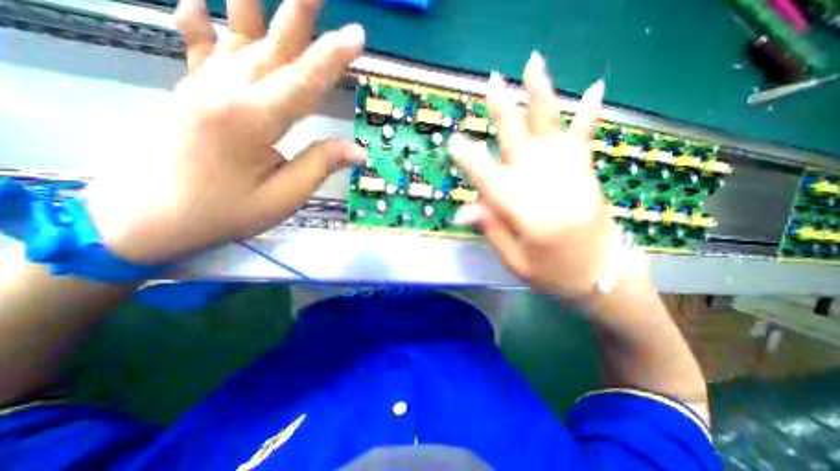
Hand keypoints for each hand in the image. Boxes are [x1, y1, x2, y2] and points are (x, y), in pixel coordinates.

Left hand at [84, 0, 368, 264]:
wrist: (146, 219)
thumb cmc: (223, 212)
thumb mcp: (282, 198)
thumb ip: (319, 166)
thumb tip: (357, 151)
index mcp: (253, 121)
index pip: (304, 82)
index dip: (332, 58)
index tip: (357, 36)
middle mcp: (226, 92)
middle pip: (273, 46)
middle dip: (299, 12)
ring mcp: (203, 88)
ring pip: (239, 38)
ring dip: (256, 6)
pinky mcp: (190, 94)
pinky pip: (198, 49)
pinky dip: (200, 22)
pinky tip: (196, 0)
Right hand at [453, 54, 622, 297]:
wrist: (603, 274)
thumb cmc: (553, 273)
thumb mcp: (515, 261)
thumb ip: (492, 230)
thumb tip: (465, 209)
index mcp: (528, 216)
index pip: (492, 183)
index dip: (471, 162)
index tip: (454, 143)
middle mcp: (549, 189)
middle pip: (520, 146)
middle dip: (503, 115)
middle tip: (491, 85)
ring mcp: (571, 177)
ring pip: (551, 131)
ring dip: (541, 98)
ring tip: (533, 65)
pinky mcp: (585, 174)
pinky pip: (583, 139)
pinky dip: (587, 114)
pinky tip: (594, 88)